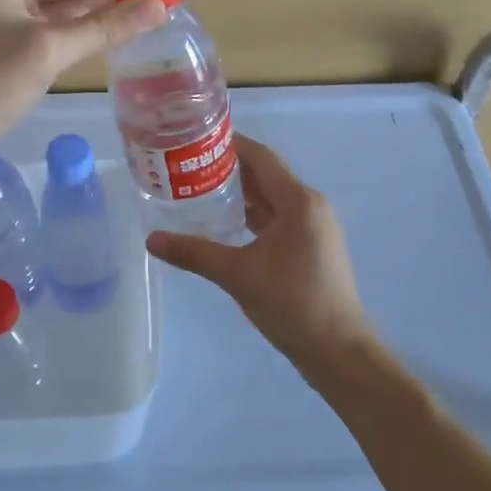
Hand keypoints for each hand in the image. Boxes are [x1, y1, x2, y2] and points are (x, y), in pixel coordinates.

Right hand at [146, 136, 371, 377]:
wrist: (338, 351)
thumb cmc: (291, 303)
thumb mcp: (238, 274)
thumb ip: (194, 252)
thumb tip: (152, 240)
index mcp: (299, 201)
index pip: (261, 158)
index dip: (231, 144)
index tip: (198, 139)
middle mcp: (311, 206)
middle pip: (267, 176)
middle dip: (231, 168)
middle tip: (190, 165)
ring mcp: (315, 228)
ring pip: (273, 199)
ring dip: (242, 193)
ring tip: (201, 189)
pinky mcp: (313, 248)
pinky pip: (280, 219)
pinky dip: (254, 215)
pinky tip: (227, 223)